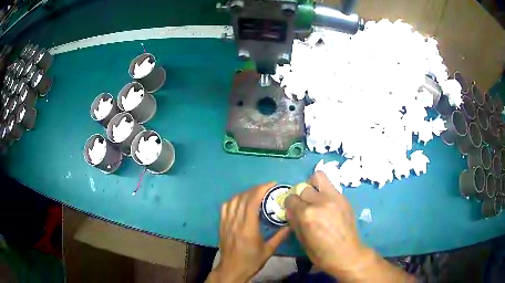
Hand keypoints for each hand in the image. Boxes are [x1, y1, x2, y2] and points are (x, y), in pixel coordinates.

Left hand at [207, 182, 289, 282]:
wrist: (232, 269)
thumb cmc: (251, 261)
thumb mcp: (268, 250)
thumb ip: (280, 236)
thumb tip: (292, 224)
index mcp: (248, 227)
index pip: (252, 201)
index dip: (262, 189)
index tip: (272, 184)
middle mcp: (235, 222)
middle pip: (243, 198)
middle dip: (256, 188)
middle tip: (268, 187)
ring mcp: (226, 222)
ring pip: (233, 200)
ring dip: (245, 193)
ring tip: (256, 192)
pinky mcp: (221, 225)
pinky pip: (225, 207)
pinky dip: (234, 200)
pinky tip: (240, 201)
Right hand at [286, 172, 412, 281]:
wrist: (347, 254)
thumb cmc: (321, 253)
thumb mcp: (302, 240)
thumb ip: (294, 221)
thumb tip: (290, 209)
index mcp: (307, 215)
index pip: (291, 199)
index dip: (290, 204)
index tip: (292, 209)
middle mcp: (319, 202)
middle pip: (303, 187)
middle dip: (300, 195)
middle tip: (304, 204)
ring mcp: (334, 197)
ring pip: (318, 177)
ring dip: (313, 185)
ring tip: (315, 196)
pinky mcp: (344, 198)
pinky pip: (330, 186)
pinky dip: (324, 190)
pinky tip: (327, 203)